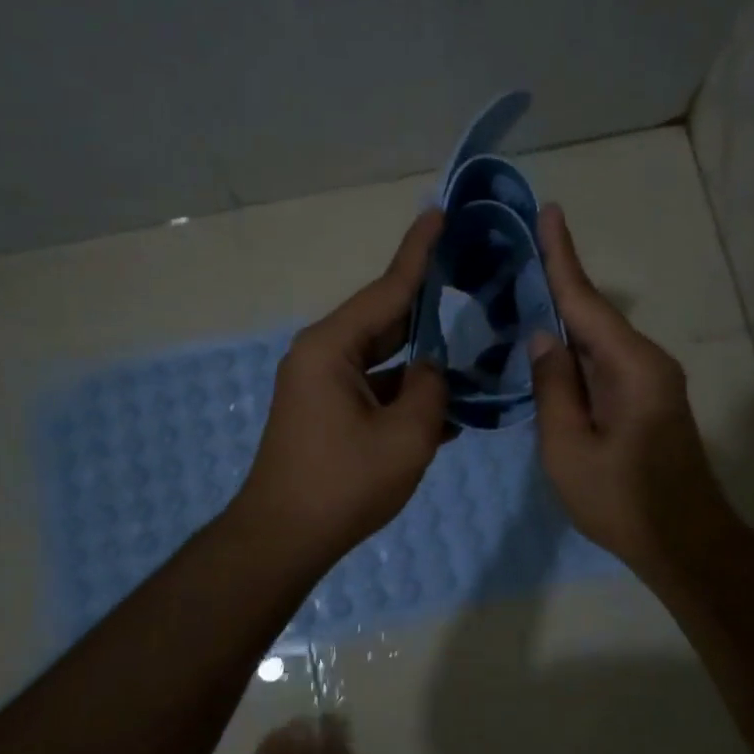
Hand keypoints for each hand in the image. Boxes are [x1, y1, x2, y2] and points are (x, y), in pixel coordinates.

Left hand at [235, 210, 449, 565]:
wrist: (283, 539)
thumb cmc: (344, 484)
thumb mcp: (407, 436)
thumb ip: (433, 390)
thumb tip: (434, 371)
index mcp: (332, 348)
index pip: (386, 290)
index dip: (418, 253)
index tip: (438, 214)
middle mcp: (321, 356)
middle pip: (384, 321)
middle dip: (427, 306)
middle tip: (469, 279)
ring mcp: (321, 386)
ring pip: (383, 359)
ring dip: (422, 361)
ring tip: (470, 350)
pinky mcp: (326, 413)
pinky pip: (373, 389)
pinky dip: (405, 393)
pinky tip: (446, 407)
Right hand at [528, 205, 737, 582]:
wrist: (685, 543)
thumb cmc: (623, 501)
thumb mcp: (569, 448)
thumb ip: (553, 388)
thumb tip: (543, 336)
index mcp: (631, 367)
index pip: (587, 301)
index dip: (562, 257)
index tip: (549, 212)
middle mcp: (647, 362)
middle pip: (594, 315)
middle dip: (556, 283)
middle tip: (517, 253)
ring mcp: (651, 382)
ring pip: (598, 341)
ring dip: (563, 319)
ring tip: (521, 292)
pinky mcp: (647, 401)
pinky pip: (604, 364)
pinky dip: (575, 352)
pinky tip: (548, 347)